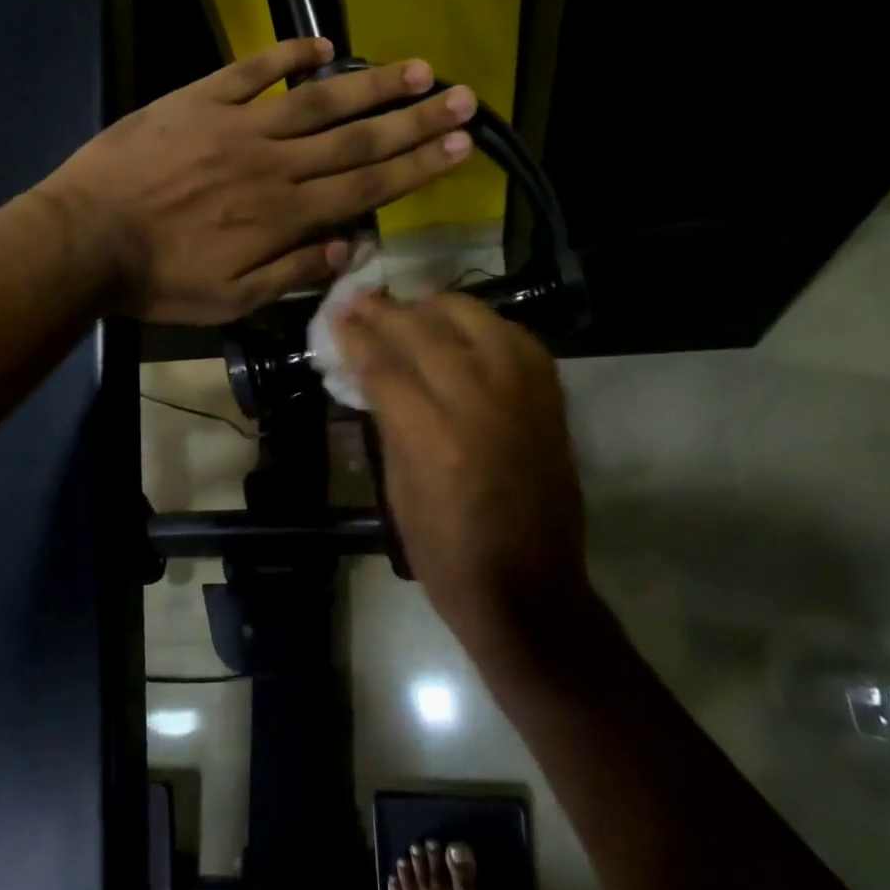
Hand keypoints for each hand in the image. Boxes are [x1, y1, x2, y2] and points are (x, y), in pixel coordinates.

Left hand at [41, 38, 475, 323]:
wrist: (85, 238)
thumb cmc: (159, 280)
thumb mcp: (230, 301)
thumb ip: (292, 274)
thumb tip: (348, 250)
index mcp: (284, 216)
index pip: (366, 188)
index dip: (417, 166)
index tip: (461, 145)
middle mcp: (274, 165)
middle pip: (357, 140)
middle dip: (415, 120)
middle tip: (464, 98)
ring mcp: (237, 126)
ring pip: (318, 102)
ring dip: (371, 85)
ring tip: (418, 69)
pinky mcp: (199, 101)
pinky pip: (253, 72)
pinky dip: (288, 56)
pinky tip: (324, 46)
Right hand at [337, 292, 588, 638]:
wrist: (530, 590)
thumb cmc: (446, 555)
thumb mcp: (398, 491)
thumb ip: (388, 422)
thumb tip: (370, 372)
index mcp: (433, 437)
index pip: (386, 365)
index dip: (357, 336)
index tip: (338, 315)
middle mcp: (481, 404)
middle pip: (428, 332)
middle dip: (389, 311)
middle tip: (364, 299)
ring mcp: (523, 397)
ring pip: (479, 321)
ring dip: (439, 307)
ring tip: (414, 307)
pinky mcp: (551, 401)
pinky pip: (518, 340)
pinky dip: (487, 326)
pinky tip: (467, 329)